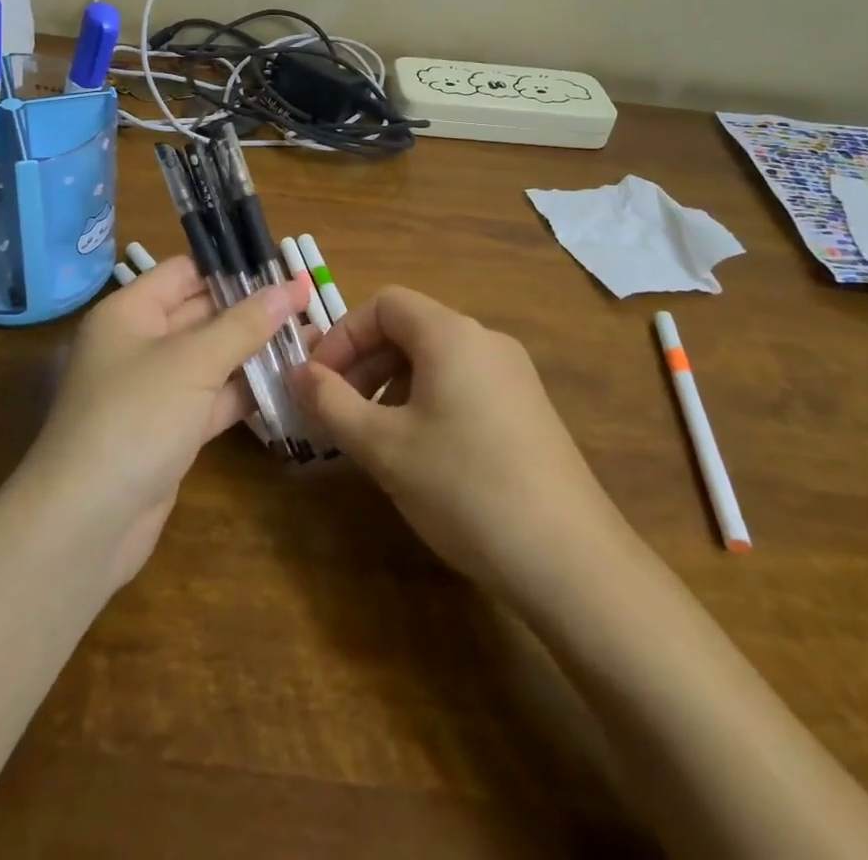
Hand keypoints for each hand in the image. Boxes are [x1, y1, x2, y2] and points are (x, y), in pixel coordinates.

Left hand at [25, 256, 312, 586]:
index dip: (232, 267)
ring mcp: (154, 391)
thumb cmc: (134, 417)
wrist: (85, 523)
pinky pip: (212, 399)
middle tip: (309, 303)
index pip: (185, 272)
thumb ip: (244, 324)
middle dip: (252, 309)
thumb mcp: (193, 362)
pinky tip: (290, 383)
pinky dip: (245, 392)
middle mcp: (139, 344)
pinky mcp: (169, 431)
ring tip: (312, 338)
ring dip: (255, 351)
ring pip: (211, 359)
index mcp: (129, 312)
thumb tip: (292, 286)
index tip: (283, 267)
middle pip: (201, 313)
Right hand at [290, 286, 622, 602]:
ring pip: (435, 360)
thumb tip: (296, 372)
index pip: (384, 304)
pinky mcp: (528, 411)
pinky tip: (419, 453)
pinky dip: (426, 402)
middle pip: (409, 329)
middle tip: (336, 411)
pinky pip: (462, 385)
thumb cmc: (464, 487)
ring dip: (391, 385)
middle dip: (363, 363)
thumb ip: (330, 402)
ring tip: (372, 437)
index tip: (318, 381)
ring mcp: (513, 376)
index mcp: (451, 334)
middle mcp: (486, 341)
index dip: (342, 335)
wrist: (571, 562)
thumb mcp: (383, 445)